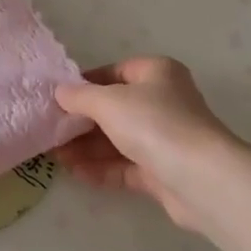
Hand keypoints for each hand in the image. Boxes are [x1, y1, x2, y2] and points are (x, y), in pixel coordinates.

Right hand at [52, 57, 236, 234]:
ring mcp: (166, 138)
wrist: (200, 178)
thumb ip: (80, 96)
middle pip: (115, 108)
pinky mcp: (164, 171)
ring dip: (87, 148)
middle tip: (51, 132)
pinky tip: (76, 173)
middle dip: (82, 122)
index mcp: (157, 73)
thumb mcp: (109, 102)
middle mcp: (164, 102)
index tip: (58, 99)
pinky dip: (102, 169)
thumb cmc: (154, 124)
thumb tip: (60, 92)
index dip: (86, 84)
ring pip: (119, 139)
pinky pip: (127, 166)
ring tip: (55, 157)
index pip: (115, 72)